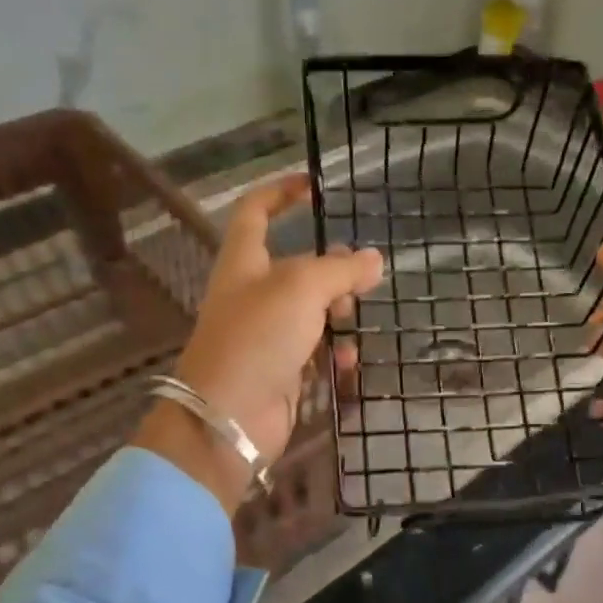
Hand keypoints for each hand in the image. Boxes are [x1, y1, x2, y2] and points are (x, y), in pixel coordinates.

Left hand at [133, 177, 383, 515]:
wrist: (229, 416)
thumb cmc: (258, 337)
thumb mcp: (302, 288)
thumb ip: (341, 269)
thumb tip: (373, 260)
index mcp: (243, 263)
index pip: (255, 212)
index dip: (280, 193)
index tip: (314, 187)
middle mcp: (252, 295)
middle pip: (296, 267)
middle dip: (331, 267)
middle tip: (360, 275)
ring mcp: (266, 335)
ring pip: (312, 311)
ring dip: (338, 313)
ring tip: (353, 318)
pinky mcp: (281, 371)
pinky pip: (315, 352)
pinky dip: (334, 353)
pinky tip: (348, 360)